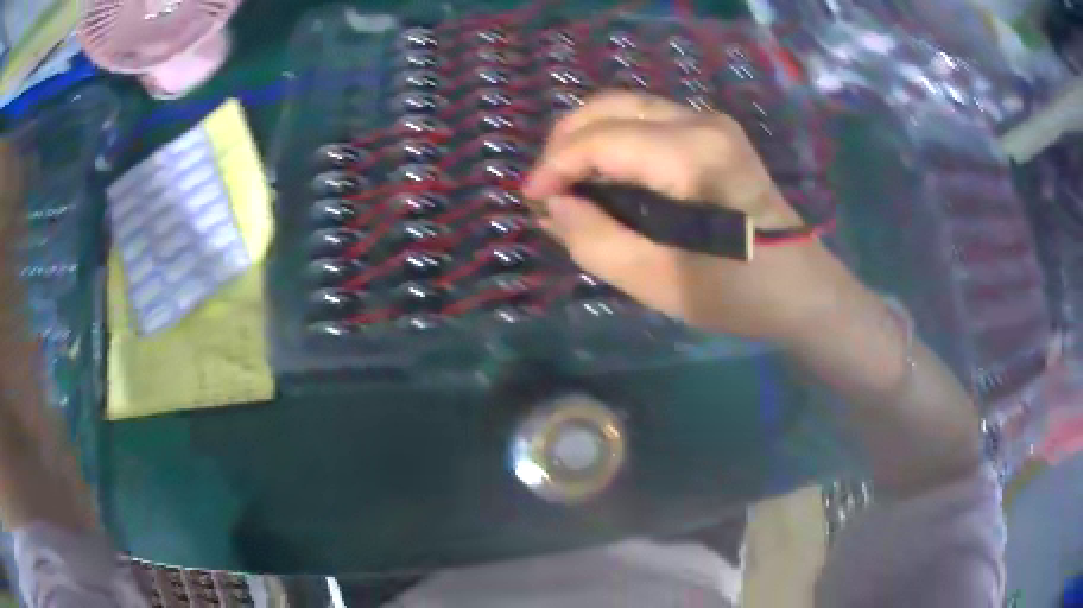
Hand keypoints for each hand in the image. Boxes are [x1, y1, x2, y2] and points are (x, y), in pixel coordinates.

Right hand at [523, 91, 853, 340]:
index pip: (601, 139)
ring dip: (586, 137)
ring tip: (567, 182)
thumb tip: (553, 206)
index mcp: (693, 155)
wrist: (804, 290)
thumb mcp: (660, 283)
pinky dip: (612, 139)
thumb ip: (596, 242)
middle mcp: (702, 122)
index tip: (531, 201)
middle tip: (546, 189)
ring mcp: (711, 123)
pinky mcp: (715, 133)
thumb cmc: (740, 294)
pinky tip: (603, 173)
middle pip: (609, 105)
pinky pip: (646, 120)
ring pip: (625, 107)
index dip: (555, 166)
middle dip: (564, 141)